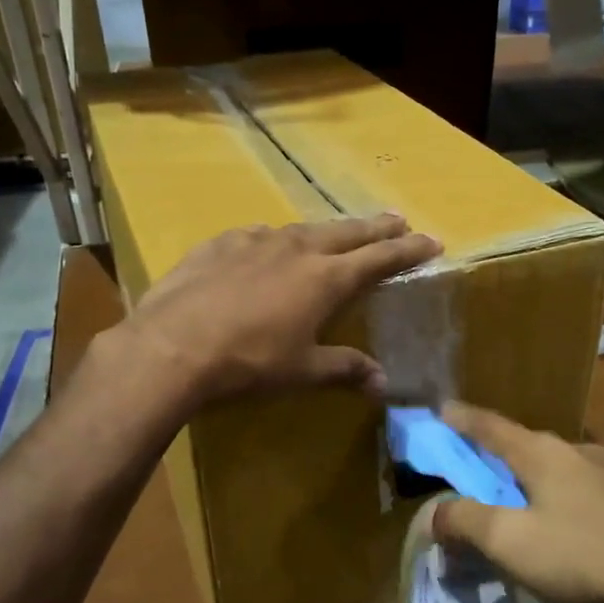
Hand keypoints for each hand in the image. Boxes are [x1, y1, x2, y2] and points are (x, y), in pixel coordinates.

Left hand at [118, 215, 439, 406]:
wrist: (172, 346)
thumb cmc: (248, 362)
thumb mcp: (301, 371)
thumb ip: (344, 369)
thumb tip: (383, 383)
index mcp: (325, 278)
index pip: (379, 258)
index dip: (408, 250)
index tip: (431, 241)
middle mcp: (296, 249)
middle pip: (346, 232)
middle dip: (376, 227)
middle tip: (397, 220)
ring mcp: (255, 241)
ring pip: (302, 229)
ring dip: (326, 231)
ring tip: (336, 233)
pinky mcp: (219, 244)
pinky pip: (258, 236)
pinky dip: (275, 240)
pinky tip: (268, 245)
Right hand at [428, 403, 603, 602]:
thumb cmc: (586, 555)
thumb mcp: (511, 542)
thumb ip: (466, 522)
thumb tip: (434, 513)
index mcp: (541, 453)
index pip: (489, 426)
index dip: (461, 419)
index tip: (441, 409)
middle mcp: (578, 451)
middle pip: (525, 447)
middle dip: (497, 457)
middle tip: (476, 475)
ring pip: (560, 470)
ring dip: (533, 483)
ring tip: (524, 509)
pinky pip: (587, 493)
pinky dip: (564, 503)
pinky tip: (570, 532)